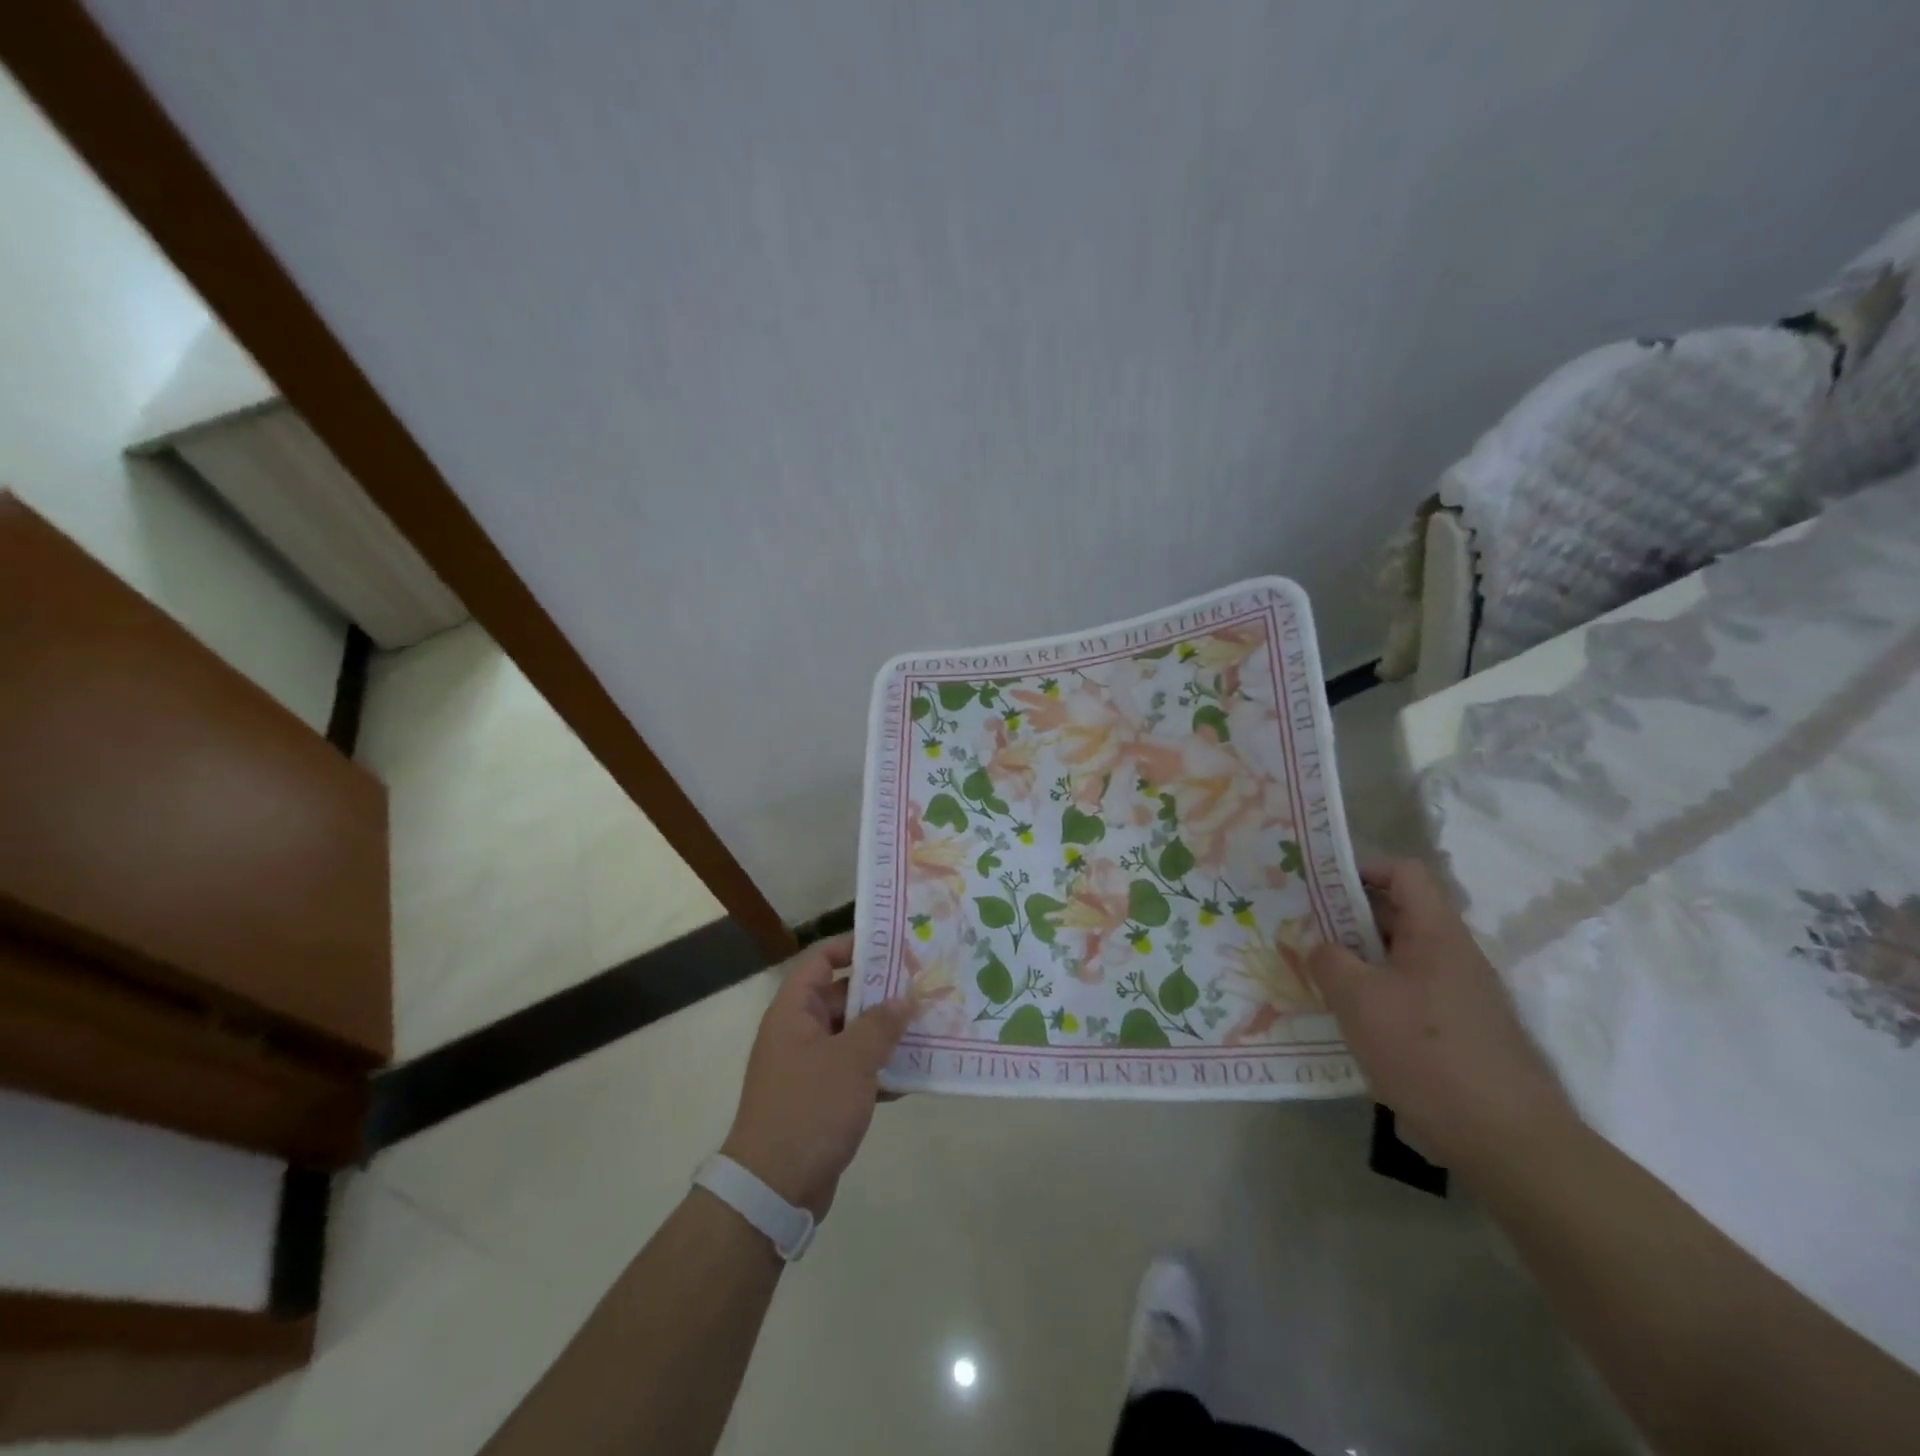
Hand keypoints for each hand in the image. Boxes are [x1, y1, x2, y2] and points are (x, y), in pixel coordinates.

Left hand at [721, 933, 913, 1217]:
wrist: (773, 1190)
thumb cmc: (809, 1109)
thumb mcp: (851, 1060)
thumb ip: (881, 1024)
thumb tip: (905, 997)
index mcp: (794, 1012)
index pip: (820, 960)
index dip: (852, 947)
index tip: (892, 947)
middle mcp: (798, 1032)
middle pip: (841, 996)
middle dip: (881, 993)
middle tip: (923, 985)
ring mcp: (808, 1067)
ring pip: (852, 1035)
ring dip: (886, 1032)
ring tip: (929, 1024)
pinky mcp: (820, 1100)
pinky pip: (854, 1070)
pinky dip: (880, 1069)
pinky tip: (916, 1072)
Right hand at [1305, 860, 1577, 1175]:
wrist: (1508, 1141)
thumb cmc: (1427, 1054)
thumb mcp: (1358, 1000)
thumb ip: (1329, 961)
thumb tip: (1322, 949)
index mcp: (1436, 933)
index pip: (1404, 873)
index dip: (1361, 870)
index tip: (1319, 890)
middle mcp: (1455, 955)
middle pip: (1399, 913)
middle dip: (1349, 918)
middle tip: (1305, 934)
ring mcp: (1462, 994)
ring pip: (1401, 957)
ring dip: (1360, 960)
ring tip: (1320, 979)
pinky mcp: (1462, 1030)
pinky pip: (1411, 992)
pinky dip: (1378, 995)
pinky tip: (1353, 1023)